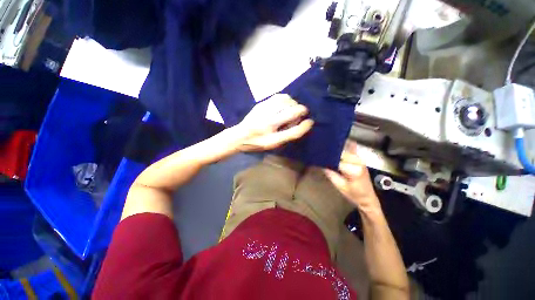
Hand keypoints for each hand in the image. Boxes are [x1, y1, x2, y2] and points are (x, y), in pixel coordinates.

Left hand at [234, 94, 313, 151]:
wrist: (239, 136)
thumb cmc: (258, 143)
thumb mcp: (272, 145)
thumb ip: (287, 136)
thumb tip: (302, 123)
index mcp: (272, 138)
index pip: (294, 132)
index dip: (305, 126)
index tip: (310, 121)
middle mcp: (268, 124)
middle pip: (292, 112)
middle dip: (301, 110)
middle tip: (301, 113)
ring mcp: (264, 112)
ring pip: (286, 101)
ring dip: (293, 104)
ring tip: (292, 108)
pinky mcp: (260, 104)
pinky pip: (278, 97)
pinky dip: (285, 99)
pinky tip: (284, 103)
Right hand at [324, 141, 380, 212]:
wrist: (368, 198)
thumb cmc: (354, 194)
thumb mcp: (340, 186)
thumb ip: (331, 174)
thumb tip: (322, 164)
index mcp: (354, 170)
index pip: (337, 160)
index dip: (328, 159)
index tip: (319, 159)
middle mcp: (358, 162)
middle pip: (341, 153)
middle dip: (331, 153)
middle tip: (321, 153)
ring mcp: (360, 159)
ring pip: (345, 149)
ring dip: (336, 149)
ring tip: (327, 150)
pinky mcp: (360, 159)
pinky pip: (352, 148)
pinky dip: (345, 146)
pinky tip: (337, 145)